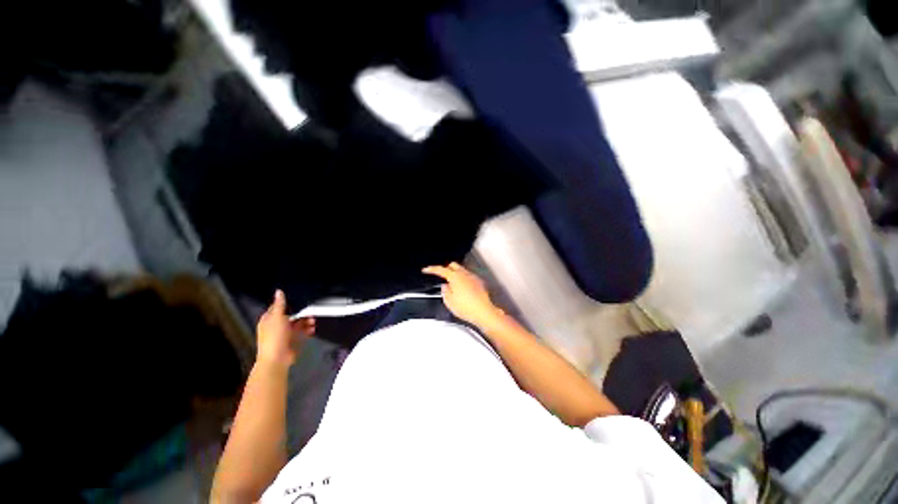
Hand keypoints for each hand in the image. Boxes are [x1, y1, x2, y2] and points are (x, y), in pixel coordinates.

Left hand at [256, 290, 314, 368]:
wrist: (277, 359)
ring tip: (313, 320)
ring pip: (298, 323)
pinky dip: (308, 330)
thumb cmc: (274, 338)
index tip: (299, 299)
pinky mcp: (293, 341)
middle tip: (310, 310)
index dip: (288, 303)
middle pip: (291, 315)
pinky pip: (302, 332)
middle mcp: (277, 326)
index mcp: (269, 320)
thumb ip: (280, 304)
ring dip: (306, 321)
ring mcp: (285, 334)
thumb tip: (279, 291)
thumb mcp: (277, 317)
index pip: (278, 307)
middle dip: (301, 312)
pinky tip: (312, 328)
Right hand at [423, 262, 502, 328]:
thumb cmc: (466, 307)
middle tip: (440, 276)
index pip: (441, 269)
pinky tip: (462, 288)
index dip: (432, 269)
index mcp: (455, 277)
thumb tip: (445, 286)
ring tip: (451, 284)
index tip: (426, 270)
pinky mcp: (479, 282)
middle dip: (445, 269)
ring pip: (461, 270)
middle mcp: (465, 274)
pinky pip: (468, 276)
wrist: (484, 312)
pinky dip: (463, 279)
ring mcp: (473, 277)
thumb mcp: (449, 301)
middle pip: (453, 265)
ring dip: (455, 274)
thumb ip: (445, 291)